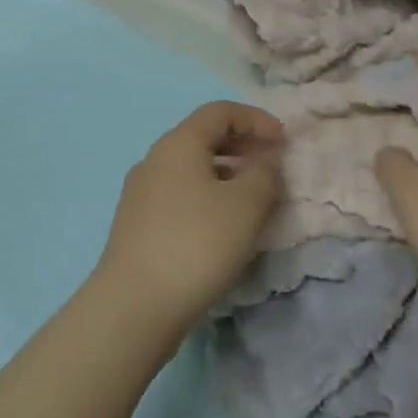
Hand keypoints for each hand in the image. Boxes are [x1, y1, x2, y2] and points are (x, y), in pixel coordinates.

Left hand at [93, 102, 284, 337]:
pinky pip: (180, 194)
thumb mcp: (245, 206)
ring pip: (191, 168)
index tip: (283, 141)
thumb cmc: (196, 244)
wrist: (134, 305)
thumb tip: (266, 160)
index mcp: (178, 143)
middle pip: (204, 137)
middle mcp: (155, 158)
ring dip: (226, 173)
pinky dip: (207, 196)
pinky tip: (222, 227)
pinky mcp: (137, 224)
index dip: (256, 119)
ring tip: (253, 199)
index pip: (220, 111)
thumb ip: (264, 174)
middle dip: (242, 145)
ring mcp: (141, 192)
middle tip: (272, 166)